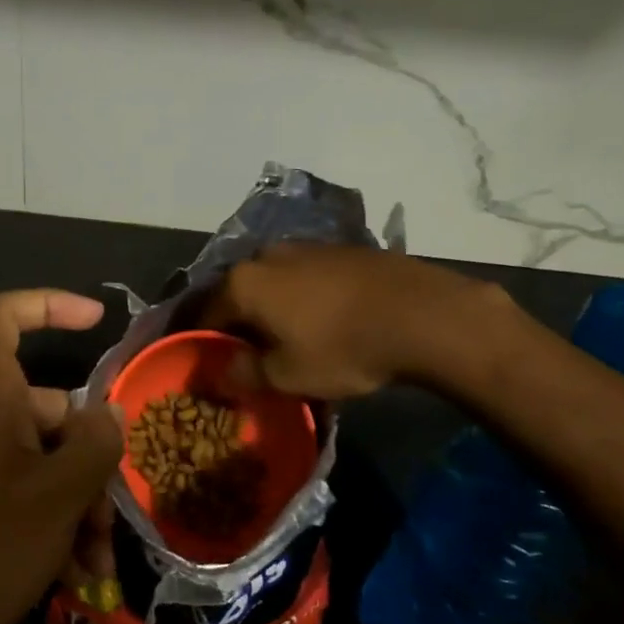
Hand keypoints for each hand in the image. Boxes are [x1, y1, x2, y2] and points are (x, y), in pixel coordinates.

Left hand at [0, 290, 123, 623]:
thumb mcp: (59, 495)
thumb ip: (95, 444)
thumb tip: (109, 412)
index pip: (2, 317)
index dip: (47, 304)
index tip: (96, 320)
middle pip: (46, 406)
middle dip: (90, 454)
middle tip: (116, 507)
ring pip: (43, 459)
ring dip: (80, 501)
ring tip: (101, 559)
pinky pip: (23, 492)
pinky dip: (54, 522)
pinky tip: (80, 574)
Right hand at [206, 243, 506, 399]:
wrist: (421, 314)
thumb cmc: (342, 348)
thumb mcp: (287, 376)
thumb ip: (245, 374)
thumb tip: (224, 371)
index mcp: (243, 283)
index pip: (206, 313)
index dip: (202, 341)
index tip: (205, 363)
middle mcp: (266, 256)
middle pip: (238, 293)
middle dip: (237, 322)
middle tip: (244, 353)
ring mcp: (305, 247)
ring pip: (273, 282)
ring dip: (271, 308)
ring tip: (283, 337)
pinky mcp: (340, 249)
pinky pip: (304, 276)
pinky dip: (301, 297)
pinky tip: (319, 319)